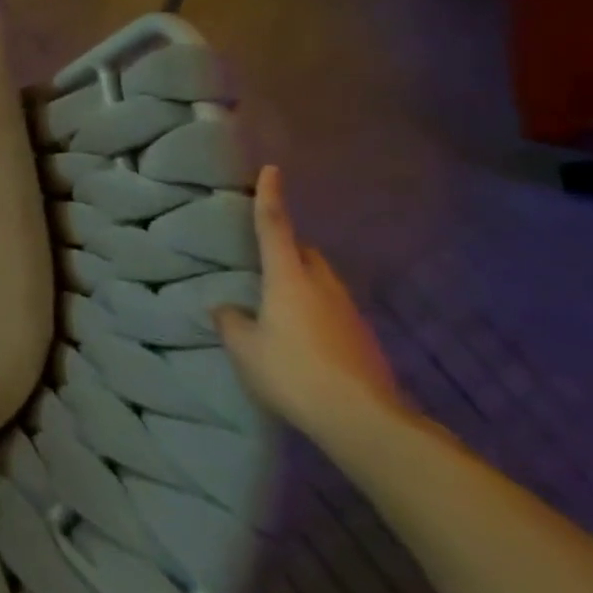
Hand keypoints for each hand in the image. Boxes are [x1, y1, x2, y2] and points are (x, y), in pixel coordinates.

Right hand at [215, 166, 409, 442]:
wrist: (365, 422)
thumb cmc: (294, 372)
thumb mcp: (245, 348)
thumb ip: (231, 322)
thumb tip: (226, 309)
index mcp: (288, 277)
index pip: (275, 226)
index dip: (271, 197)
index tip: (272, 170)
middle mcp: (322, 286)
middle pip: (306, 254)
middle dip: (288, 248)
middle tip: (265, 259)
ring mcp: (349, 314)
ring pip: (323, 282)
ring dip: (304, 283)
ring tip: (281, 303)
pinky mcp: (365, 341)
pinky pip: (334, 312)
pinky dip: (317, 313)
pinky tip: (304, 338)